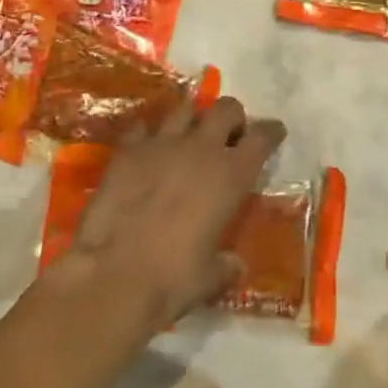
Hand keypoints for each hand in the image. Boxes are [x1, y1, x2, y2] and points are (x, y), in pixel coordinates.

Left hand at [61, 96, 285, 331]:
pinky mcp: (126, 151)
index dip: (271, 132)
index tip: (274, 133)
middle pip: (226, 108)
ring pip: (184, 108)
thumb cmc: (173, 279)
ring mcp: (161, 144)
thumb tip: (233, 265)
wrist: (113, 276)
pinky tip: (148, 150)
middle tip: (228, 137)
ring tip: (188, 137)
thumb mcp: (211, 277)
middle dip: (232, 117)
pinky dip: (149, 135)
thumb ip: (226, 265)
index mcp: (232, 176)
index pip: (263, 137)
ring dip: (192, 119)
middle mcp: (201, 149)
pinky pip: (142, 127)